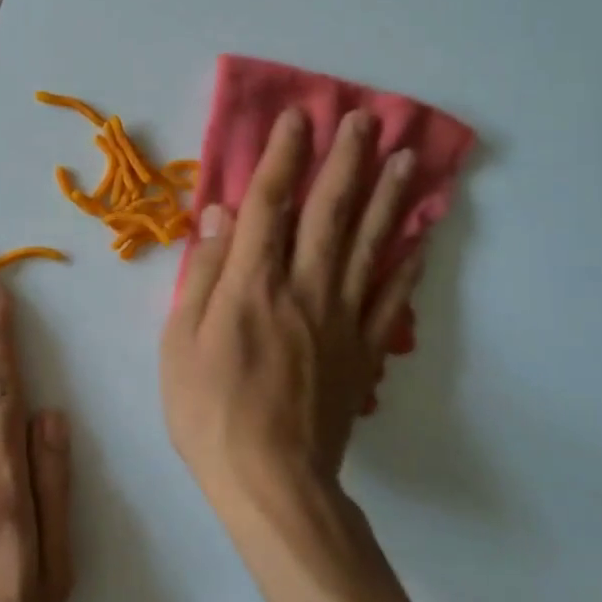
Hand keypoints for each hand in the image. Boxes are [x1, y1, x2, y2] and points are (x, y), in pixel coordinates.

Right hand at [161, 108, 424, 504]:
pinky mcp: (364, 350)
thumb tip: (219, 214)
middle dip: (346, 161)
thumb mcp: (180, 342)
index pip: (270, 204)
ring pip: (369, 245)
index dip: (284, 157)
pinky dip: (408, 262)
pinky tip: (421, 235)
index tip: (298, 118)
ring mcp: (342, 318)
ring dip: (387, 197)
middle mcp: (304, 288)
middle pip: (329, 212)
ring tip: (406, 158)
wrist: (272, 483)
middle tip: (364, 118)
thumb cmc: (210, 411)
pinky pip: (391, 297)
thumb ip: (205, 273)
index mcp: (253, 284)